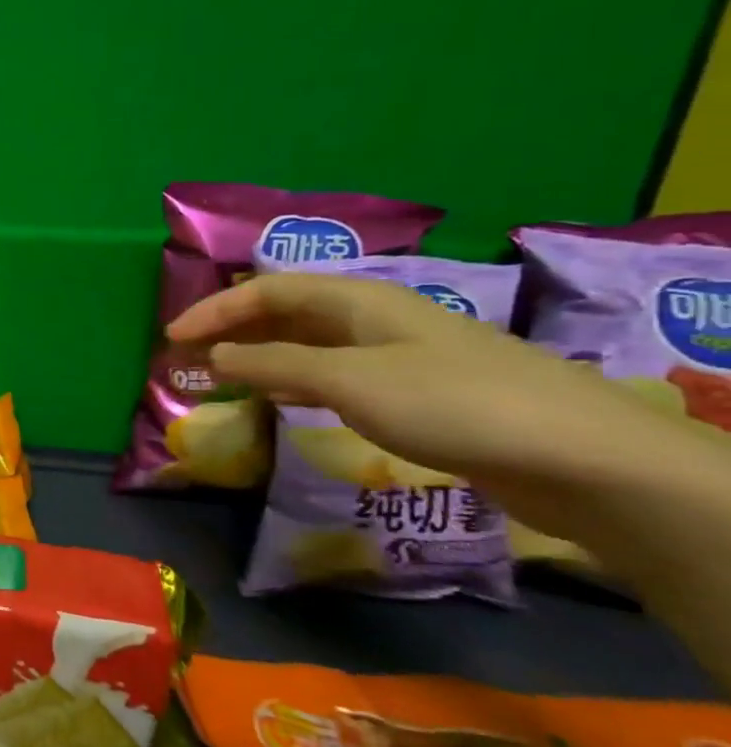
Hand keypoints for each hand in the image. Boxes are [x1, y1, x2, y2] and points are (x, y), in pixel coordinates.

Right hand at [165, 272, 684, 529]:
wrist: (575, 455)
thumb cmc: (450, 403)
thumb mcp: (348, 380)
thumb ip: (276, 363)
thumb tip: (215, 353)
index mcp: (360, 300)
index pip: (269, 291)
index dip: (215, 309)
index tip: (171, 337)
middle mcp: (374, 318)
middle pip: (288, 311)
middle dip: (234, 327)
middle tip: (187, 354)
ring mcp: (396, 355)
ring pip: (309, 342)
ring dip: (259, 353)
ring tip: (219, 373)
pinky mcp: (412, 392)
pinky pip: (331, 372)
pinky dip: (291, 378)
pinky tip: (279, 396)